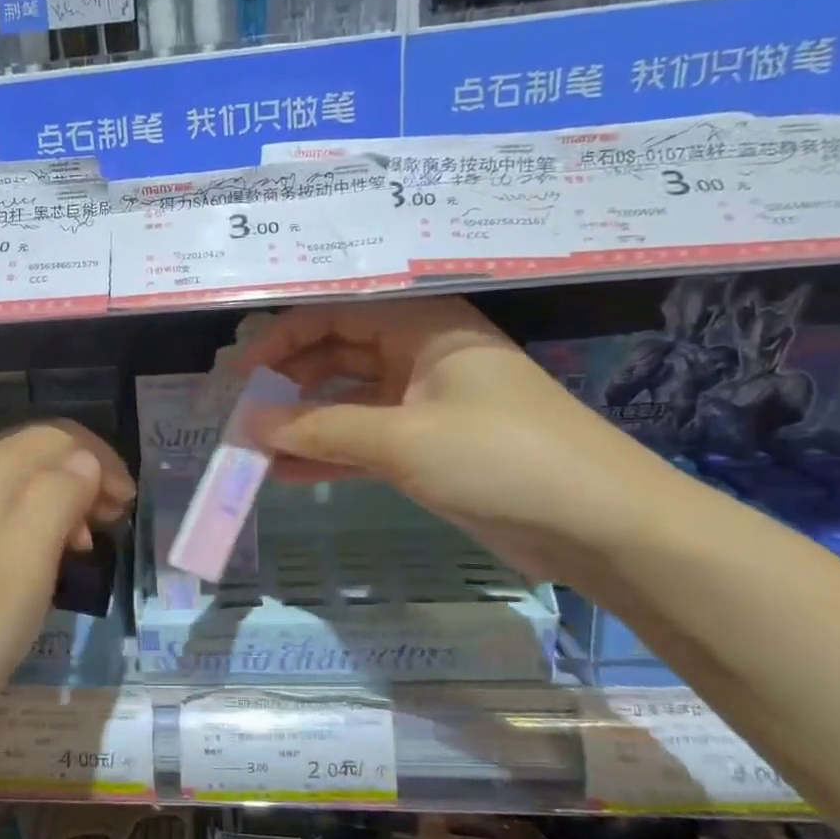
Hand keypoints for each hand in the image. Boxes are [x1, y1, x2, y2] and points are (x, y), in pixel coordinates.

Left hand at [0, 422, 133, 719]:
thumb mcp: (26, 559)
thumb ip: (60, 496)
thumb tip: (85, 463)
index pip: (60, 438)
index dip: (102, 464)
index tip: (127, 508)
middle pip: (40, 454)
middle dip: (85, 481)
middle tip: (112, 527)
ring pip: (22, 482)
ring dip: (63, 504)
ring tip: (84, 549)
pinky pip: (1, 508)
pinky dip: (34, 523)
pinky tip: (42, 561)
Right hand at [236, 297, 684, 580]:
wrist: (598, 524)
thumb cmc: (500, 457)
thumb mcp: (401, 438)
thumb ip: (320, 428)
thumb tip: (249, 424)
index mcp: (423, 325)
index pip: (335, 314)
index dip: (282, 338)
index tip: (240, 374)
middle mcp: (421, 355)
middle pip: (338, 355)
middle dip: (288, 383)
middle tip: (240, 413)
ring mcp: (425, 404)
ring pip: (348, 402)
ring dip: (303, 423)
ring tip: (252, 446)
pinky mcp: (429, 449)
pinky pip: (365, 441)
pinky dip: (330, 454)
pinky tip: (286, 472)